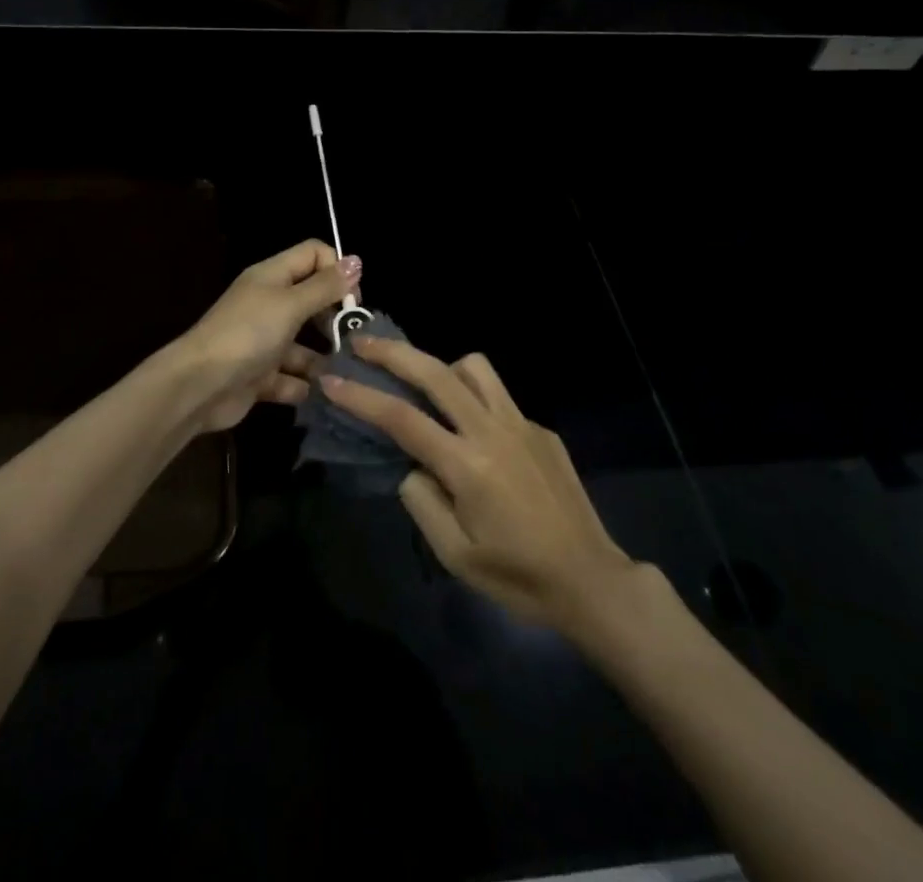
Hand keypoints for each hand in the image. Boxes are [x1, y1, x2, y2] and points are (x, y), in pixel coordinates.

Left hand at [177, 240, 360, 432]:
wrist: (199, 386)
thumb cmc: (247, 334)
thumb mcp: (290, 304)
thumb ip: (324, 286)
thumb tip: (356, 261)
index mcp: (272, 276)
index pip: (313, 255)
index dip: (337, 269)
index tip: (354, 299)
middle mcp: (268, 304)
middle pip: (311, 300)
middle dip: (334, 318)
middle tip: (352, 338)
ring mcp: (263, 341)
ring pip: (303, 345)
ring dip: (322, 359)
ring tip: (344, 374)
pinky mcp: (259, 375)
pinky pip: (289, 378)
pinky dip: (302, 386)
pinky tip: (317, 394)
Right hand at [322, 338, 635, 628]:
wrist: (590, 580)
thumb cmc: (517, 577)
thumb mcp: (454, 554)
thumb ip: (421, 500)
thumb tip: (410, 464)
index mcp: (467, 465)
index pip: (401, 418)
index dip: (360, 396)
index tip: (331, 380)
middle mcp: (493, 430)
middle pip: (436, 372)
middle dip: (393, 352)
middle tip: (362, 343)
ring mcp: (522, 423)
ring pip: (474, 367)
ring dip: (441, 366)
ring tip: (424, 386)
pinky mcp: (541, 429)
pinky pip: (498, 397)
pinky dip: (474, 399)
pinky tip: (472, 433)